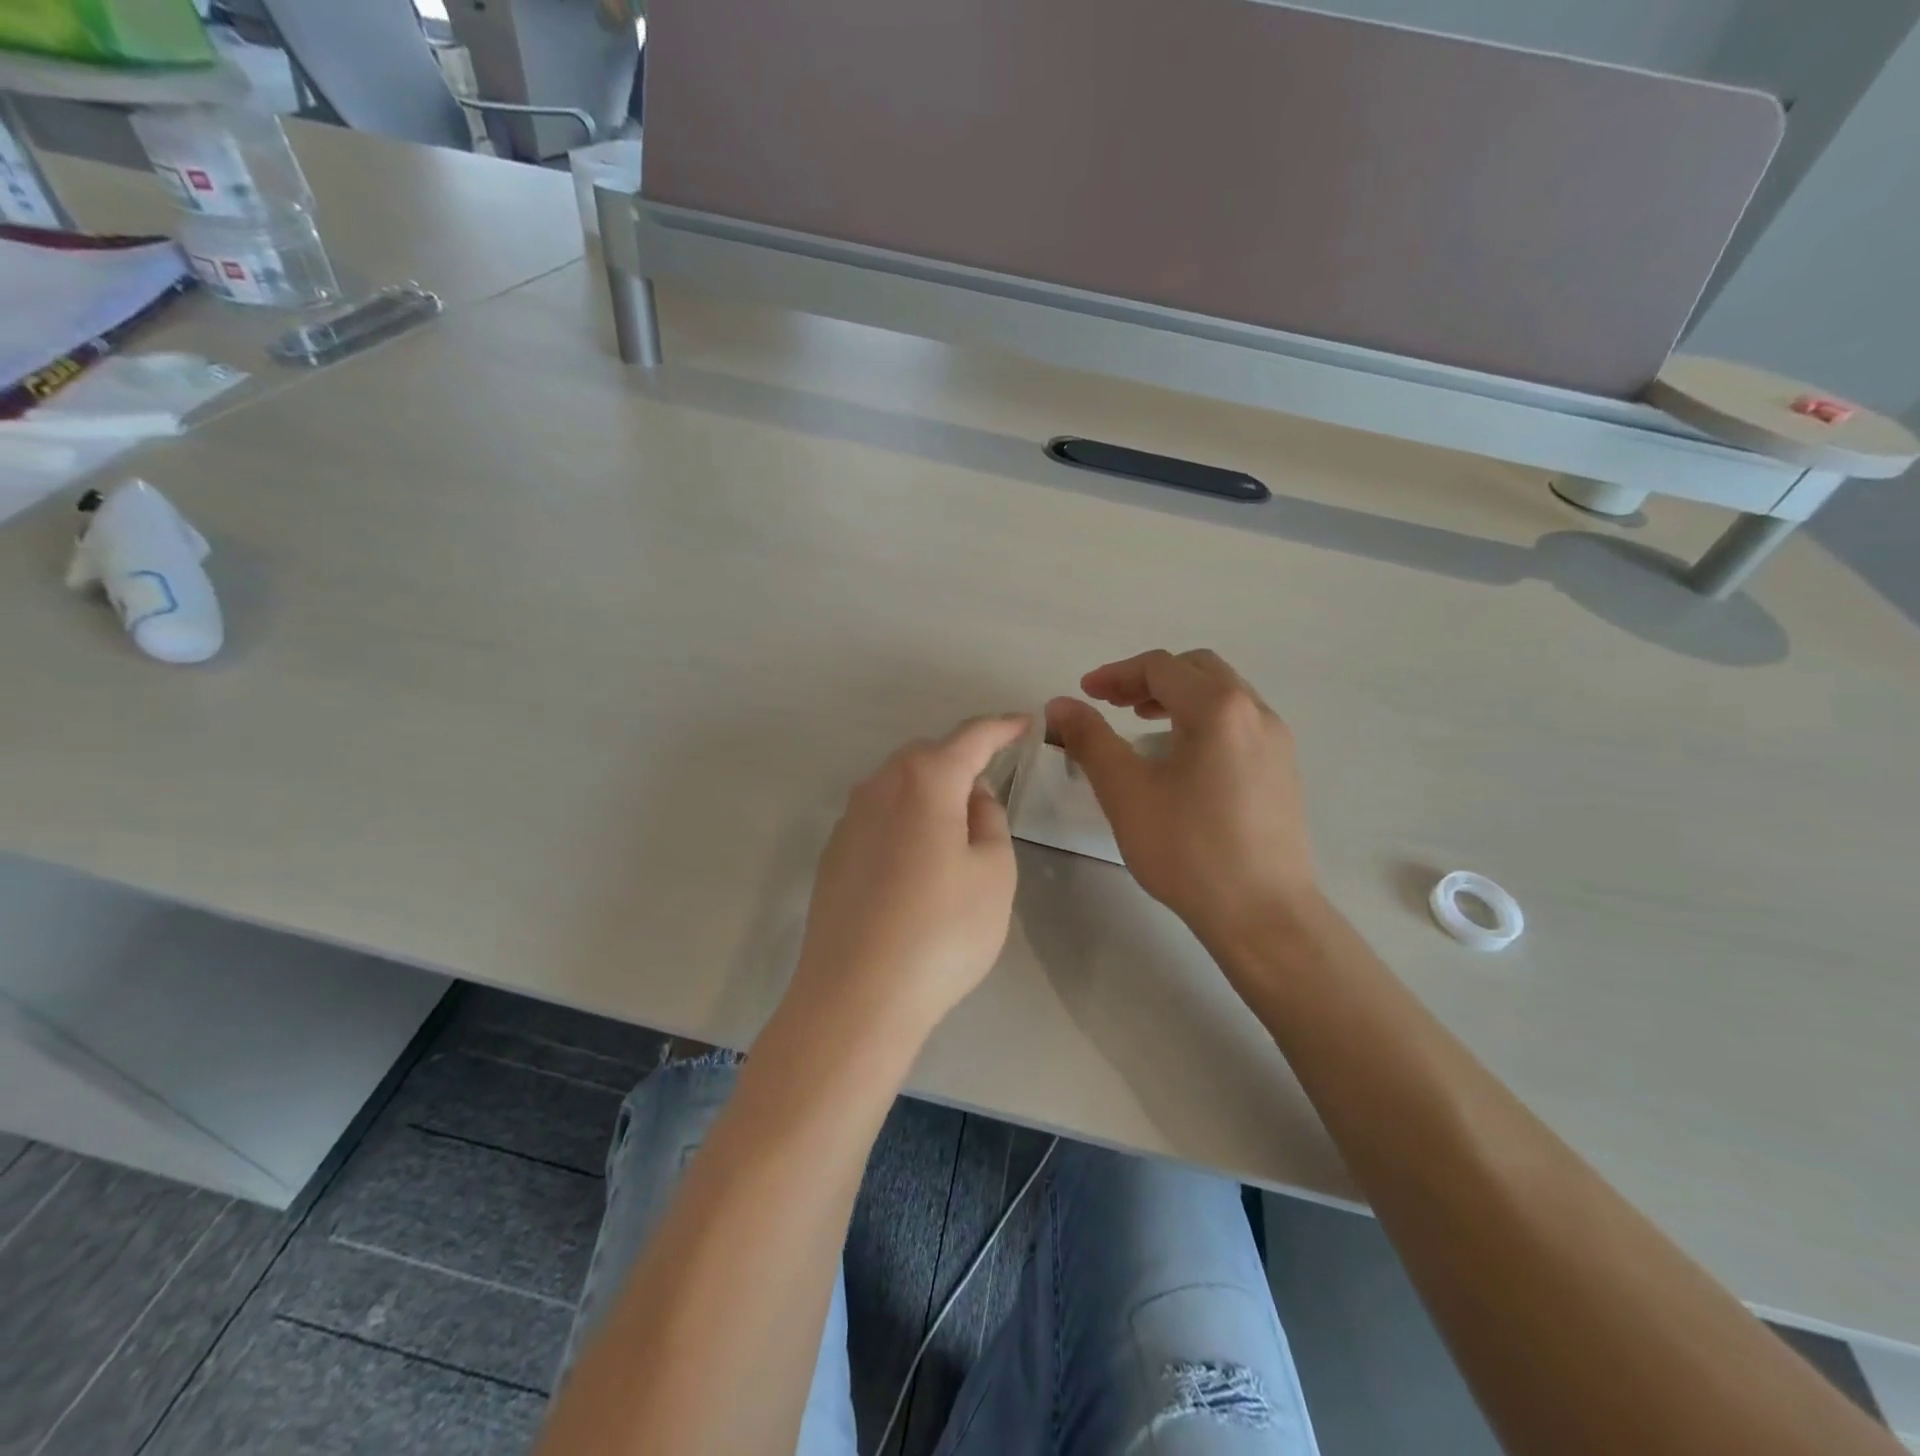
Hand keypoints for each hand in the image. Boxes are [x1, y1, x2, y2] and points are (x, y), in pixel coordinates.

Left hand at [787, 714, 1031, 1039]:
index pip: (971, 737)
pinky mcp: (833, 854)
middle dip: (961, 758)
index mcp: (926, 781)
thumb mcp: (993, 873)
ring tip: (956, 825)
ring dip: (931, 789)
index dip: (1002, 727)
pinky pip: (878, 815)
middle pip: (927, 755)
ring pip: (898, 784)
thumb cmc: (942, 932)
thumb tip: (973, 796)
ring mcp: (849, 819)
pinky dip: (905, 818)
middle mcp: (880, 786)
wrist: (856, 996)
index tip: (1026, 722)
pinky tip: (916, 860)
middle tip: (991, 783)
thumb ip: (989, 821)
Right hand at [1046, 649, 1317, 944]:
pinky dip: (1204, 720)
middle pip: (1197, 669)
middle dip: (1150, 679)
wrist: (1263, 914)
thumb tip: (1060, 704)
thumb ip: (1090, 739)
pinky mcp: (1284, 771)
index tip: (1085, 693)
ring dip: (1179, 697)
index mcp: (1218, 708)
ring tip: (1143, 723)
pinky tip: (1183, 759)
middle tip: (1114, 704)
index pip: (1161, 667)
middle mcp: (1256, 712)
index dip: (1115, 674)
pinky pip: (1239, 723)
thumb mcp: (1125, 791)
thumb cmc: (1188, 849)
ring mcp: (1277, 742)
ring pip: (1223, 695)